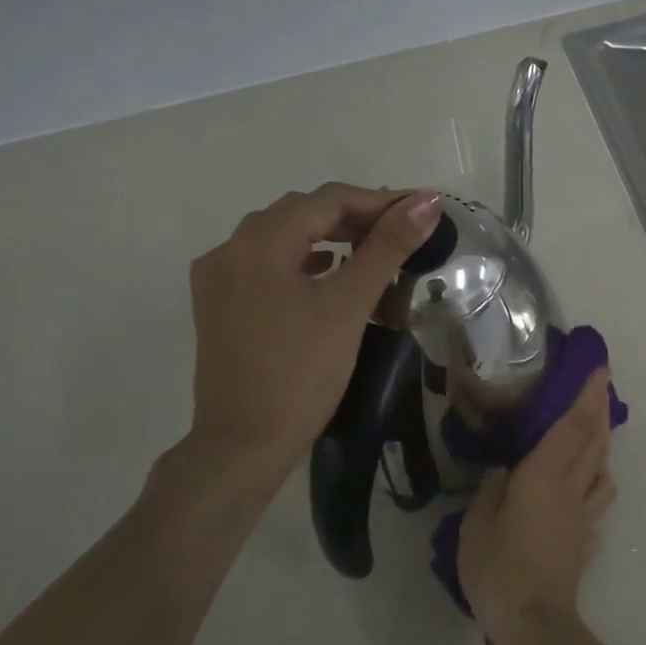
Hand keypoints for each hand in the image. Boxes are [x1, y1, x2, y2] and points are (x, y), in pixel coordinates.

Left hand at [185, 184, 442, 480]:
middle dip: (353, 216)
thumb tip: (427, 204)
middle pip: (299, 214)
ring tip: (370, 247)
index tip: (421, 210)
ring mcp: (218, 280)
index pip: (326, 201)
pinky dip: (302, 261)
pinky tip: (327, 273)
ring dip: (327, 236)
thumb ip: (387, 249)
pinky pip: (267, 266)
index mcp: (257, 243)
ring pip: (281, 239)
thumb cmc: (301, 372)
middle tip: (400, 229)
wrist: (244, 443)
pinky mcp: (219, 308)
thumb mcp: (348, 306)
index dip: (378, 201)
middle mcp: (229, 251)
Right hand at [457, 371, 617, 644]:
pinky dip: (597, 482)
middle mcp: (571, 488)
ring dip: (603, 445)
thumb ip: (492, 490)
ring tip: (595, 434)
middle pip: (594, 441)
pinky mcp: (587, 540)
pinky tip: (586, 488)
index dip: (587, 396)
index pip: (572, 426)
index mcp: (544, 476)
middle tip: (602, 387)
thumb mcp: (476, 524)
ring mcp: (584, 515)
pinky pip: (598, 500)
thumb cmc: (498, 568)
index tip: (600, 370)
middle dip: (600, 410)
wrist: (534, 623)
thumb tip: (505, 471)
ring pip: (602, 470)